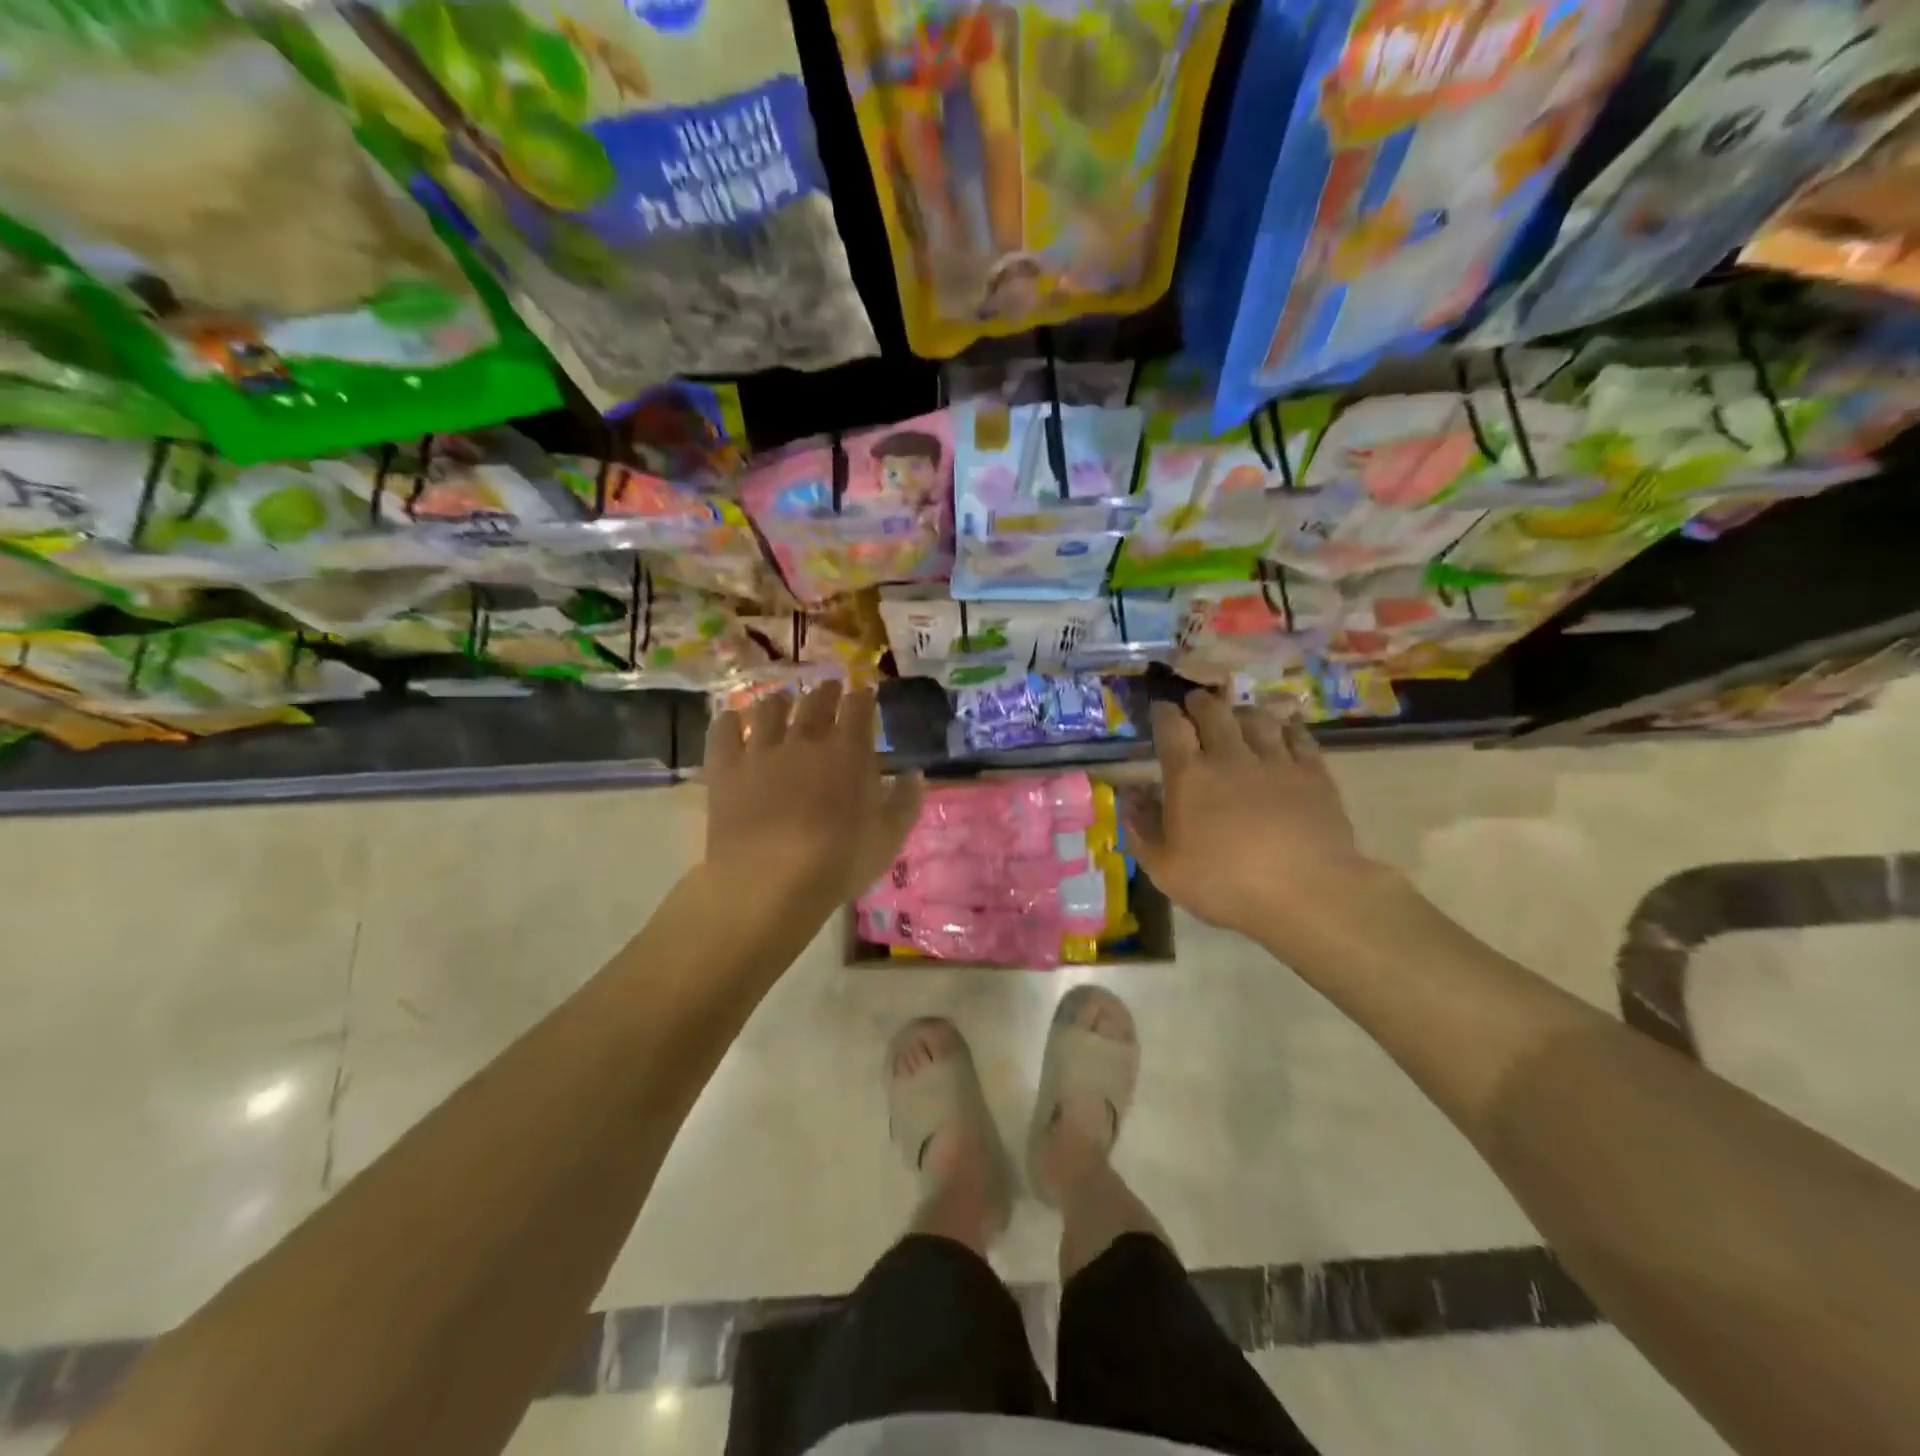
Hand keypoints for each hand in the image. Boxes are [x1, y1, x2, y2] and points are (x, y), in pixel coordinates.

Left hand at [703, 681, 922, 916]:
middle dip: (826, 691)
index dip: (863, 696)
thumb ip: (904, 802)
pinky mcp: (725, 768)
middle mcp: (805, 739)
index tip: (865, 693)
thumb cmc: (838, 862)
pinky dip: (729, 720)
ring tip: (782, 699)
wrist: (769, 882)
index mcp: (849, 751)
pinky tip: (732, 719)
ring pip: (769, 708)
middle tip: (829, 687)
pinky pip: (723, 731)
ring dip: (779, 700)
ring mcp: (762, 750)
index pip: (858, 707)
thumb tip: (915, 774)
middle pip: (816, 701)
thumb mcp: (888, 838)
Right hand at [1124, 690, 1383, 948]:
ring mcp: (1276, 761)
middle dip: (1201, 702)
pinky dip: (1288, 728)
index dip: (1163, 712)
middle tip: (1196, 702)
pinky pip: (1299, 737)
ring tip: (1238, 714)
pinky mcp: (1313, 773)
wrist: (1307, 893)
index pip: (1171, 727)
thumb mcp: (1164, 869)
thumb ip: (1141, 829)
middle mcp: (1230, 756)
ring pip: (1256, 718)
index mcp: (1189, 776)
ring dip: (1242, 711)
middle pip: (1213, 712)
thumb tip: (1129, 795)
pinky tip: (1286, 729)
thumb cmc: (1225, 884)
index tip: (1160, 708)